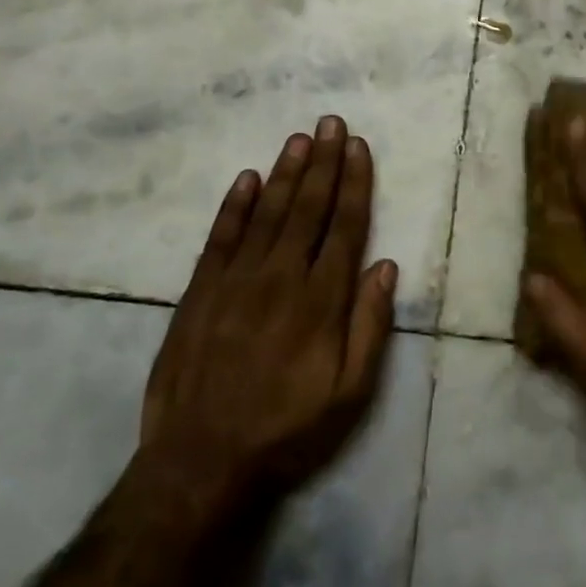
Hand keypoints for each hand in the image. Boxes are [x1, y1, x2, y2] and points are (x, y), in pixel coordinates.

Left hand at [134, 117, 397, 508]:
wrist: (200, 464)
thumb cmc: (287, 430)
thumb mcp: (350, 393)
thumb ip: (370, 326)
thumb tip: (385, 266)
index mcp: (321, 301)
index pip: (344, 226)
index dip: (354, 183)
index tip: (359, 147)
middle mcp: (280, 278)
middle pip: (307, 208)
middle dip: (323, 162)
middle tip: (331, 123)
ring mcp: (236, 281)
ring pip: (267, 213)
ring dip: (286, 173)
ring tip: (300, 138)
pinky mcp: (200, 292)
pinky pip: (221, 237)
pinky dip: (235, 205)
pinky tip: (247, 178)